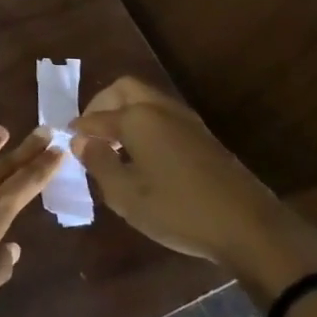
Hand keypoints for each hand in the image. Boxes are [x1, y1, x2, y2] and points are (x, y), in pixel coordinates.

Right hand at [70, 77, 316, 282]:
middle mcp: (160, 109)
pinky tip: (142, 155)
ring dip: (125, 113)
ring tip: (114, 145)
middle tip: (91, 132)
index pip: (96, 117)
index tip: (67, 142)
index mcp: (137, 118)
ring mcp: (186, 121)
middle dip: (102, 105)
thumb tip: (82, 142)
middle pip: (124, 89)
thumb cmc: (178, 209)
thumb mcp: (125, 194)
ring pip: (146, 101)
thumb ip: (98, 163)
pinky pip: (162, 117)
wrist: (249, 226)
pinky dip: (144, 125)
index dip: (78, 130)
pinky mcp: (203, 137)